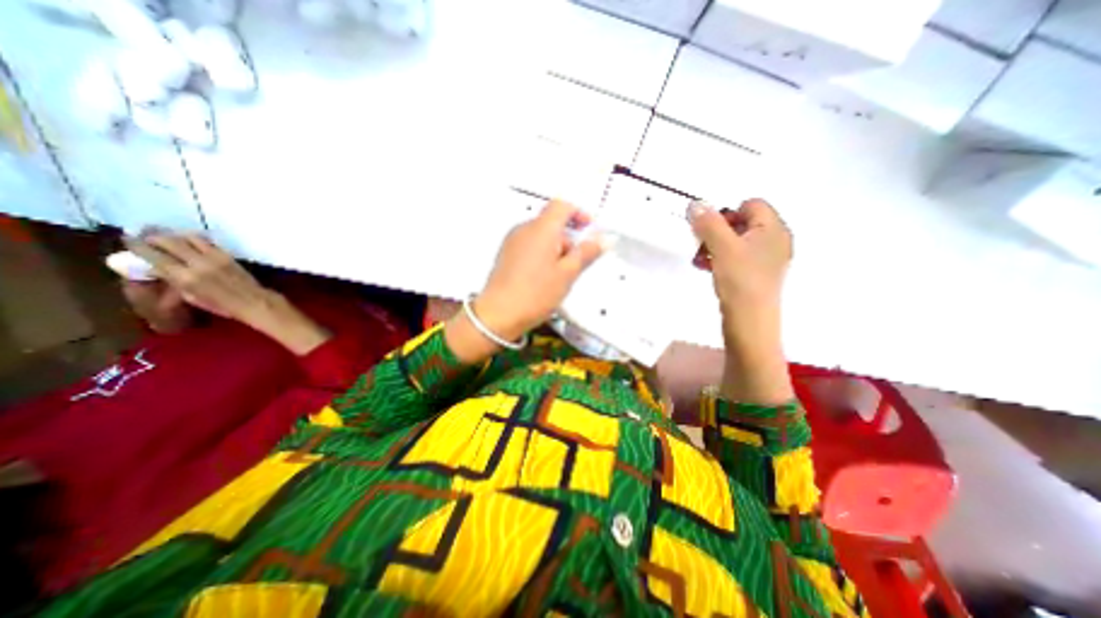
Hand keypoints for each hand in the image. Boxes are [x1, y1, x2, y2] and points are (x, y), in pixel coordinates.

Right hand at [125, 232, 327, 353]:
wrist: (253, 301)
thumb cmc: (221, 305)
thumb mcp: (190, 296)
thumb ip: (173, 281)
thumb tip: (156, 270)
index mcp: (184, 277)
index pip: (154, 256)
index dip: (137, 246)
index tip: (127, 239)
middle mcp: (197, 264)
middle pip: (168, 242)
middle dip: (152, 236)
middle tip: (143, 233)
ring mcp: (215, 257)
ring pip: (188, 237)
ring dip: (174, 234)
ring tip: (165, 235)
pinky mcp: (227, 255)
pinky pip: (207, 241)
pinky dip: (193, 238)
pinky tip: (188, 240)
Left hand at [444, 198, 600, 361]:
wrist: (498, 315)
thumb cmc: (534, 294)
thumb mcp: (567, 274)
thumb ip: (587, 253)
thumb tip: (605, 239)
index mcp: (541, 229)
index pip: (562, 206)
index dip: (579, 214)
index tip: (589, 230)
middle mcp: (524, 229)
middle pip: (552, 223)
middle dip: (568, 240)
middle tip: (575, 265)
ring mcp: (512, 242)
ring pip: (541, 237)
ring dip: (555, 250)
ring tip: (558, 277)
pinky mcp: (506, 255)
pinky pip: (529, 246)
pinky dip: (542, 256)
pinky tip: (543, 279)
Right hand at [686, 199, 791, 404]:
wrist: (749, 321)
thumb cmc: (740, 280)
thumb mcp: (722, 247)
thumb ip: (708, 223)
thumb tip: (695, 203)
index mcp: (774, 228)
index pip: (750, 204)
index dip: (726, 212)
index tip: (708, 229)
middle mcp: (775, 240)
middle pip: (742, 223)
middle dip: (717, 231)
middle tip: (700, 244)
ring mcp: (767, 259)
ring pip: (737, 241)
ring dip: (715, 245)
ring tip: (699, 258)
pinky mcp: (756, 275)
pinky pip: (737, 257)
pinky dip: (720, 258)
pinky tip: (706, 267)